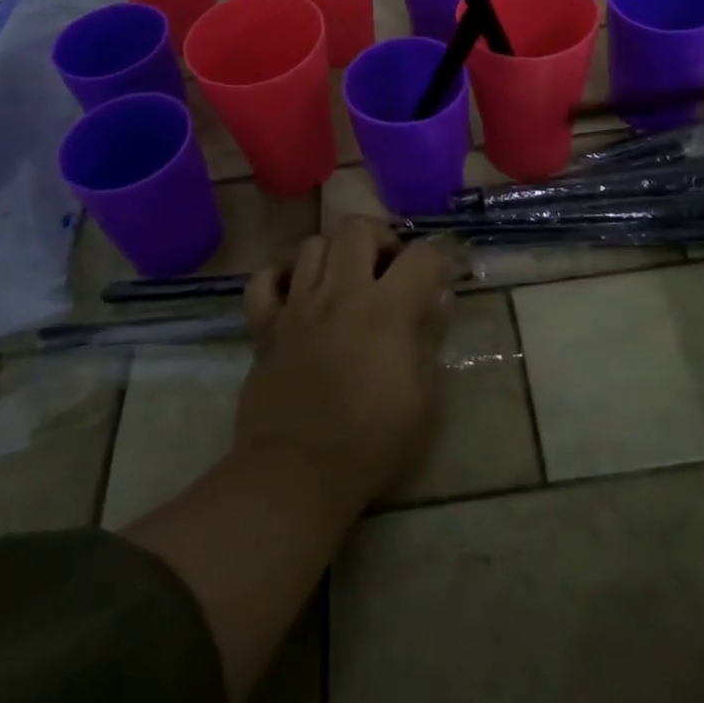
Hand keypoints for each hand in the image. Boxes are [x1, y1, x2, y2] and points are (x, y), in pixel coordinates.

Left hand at [233, 217, 452, 510]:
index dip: (437, 258)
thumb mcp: (423, 399)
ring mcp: (297, 305)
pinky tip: (297, 292)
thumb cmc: (370, 443)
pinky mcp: (265, 326)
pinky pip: (264, 279)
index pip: (421, 255)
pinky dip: (280, 276)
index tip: (439, 275)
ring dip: (334, 254)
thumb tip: (435, 303)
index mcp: (385, 310)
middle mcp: (340, 293)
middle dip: (380, 237)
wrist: (296, 475)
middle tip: (387, 268)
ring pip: (312, 245)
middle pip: (356, 227)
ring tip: (344, 279)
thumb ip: (429, 341)